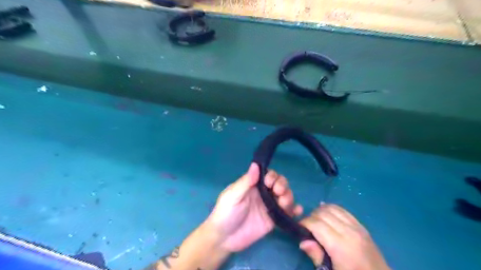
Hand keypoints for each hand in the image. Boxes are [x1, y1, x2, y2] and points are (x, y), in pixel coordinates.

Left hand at [208, 164, 303, 251]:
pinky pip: (286, 213)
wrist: (224, 239)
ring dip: (289, 197)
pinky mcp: (273, 220)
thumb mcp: (233, 195)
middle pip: (279, 184)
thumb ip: (246, 181)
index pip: (268, 175)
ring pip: (285, 197)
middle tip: (279, 192)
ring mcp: (269, 207)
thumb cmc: (226, 213)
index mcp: (253, 185)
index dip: (273, 176)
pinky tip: (297, 211)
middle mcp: (263, 194)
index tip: (270, 183)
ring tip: (284, 204)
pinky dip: (294, 211)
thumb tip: (256, 164)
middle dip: (283, 186)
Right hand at [299, 205, 389, 269]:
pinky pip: (343, 210)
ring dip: (320, 211)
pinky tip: (327, 214)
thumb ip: (317, 257)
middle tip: (306, 227)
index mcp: (341, 247)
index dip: (304, 223)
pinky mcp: (362, 226)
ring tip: (316, 222)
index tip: (298, 228)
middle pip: (323, 213)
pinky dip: (332, 209)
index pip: (316, 224)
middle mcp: (349, 232)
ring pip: (332, 208)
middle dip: (311, 217)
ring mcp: (357, 227)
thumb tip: (302, 241)